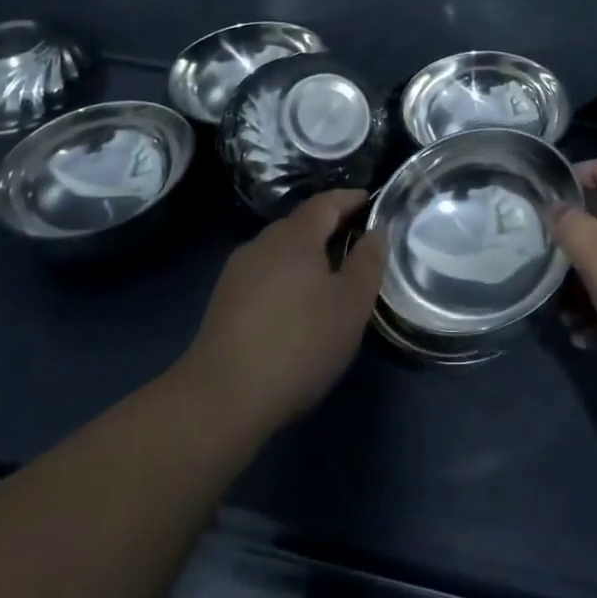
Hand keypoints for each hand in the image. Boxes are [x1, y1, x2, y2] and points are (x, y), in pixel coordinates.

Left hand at [177, 189, 387, 430]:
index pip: (326, 202)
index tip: (370, 200)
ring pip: (280, 252)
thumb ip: (368, 262)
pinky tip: (295, 307)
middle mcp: (262, 243)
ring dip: (306, 257)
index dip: (350, 199)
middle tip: (356, 243)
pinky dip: (286, 279)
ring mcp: (237, 272)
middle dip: (328, 228)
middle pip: (301, 225)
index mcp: (295, 236)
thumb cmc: (298, 343)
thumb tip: (376, 231)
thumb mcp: (351, 304)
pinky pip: (264, 276)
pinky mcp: (222, 303)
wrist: (220, 399)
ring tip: (329, 278)